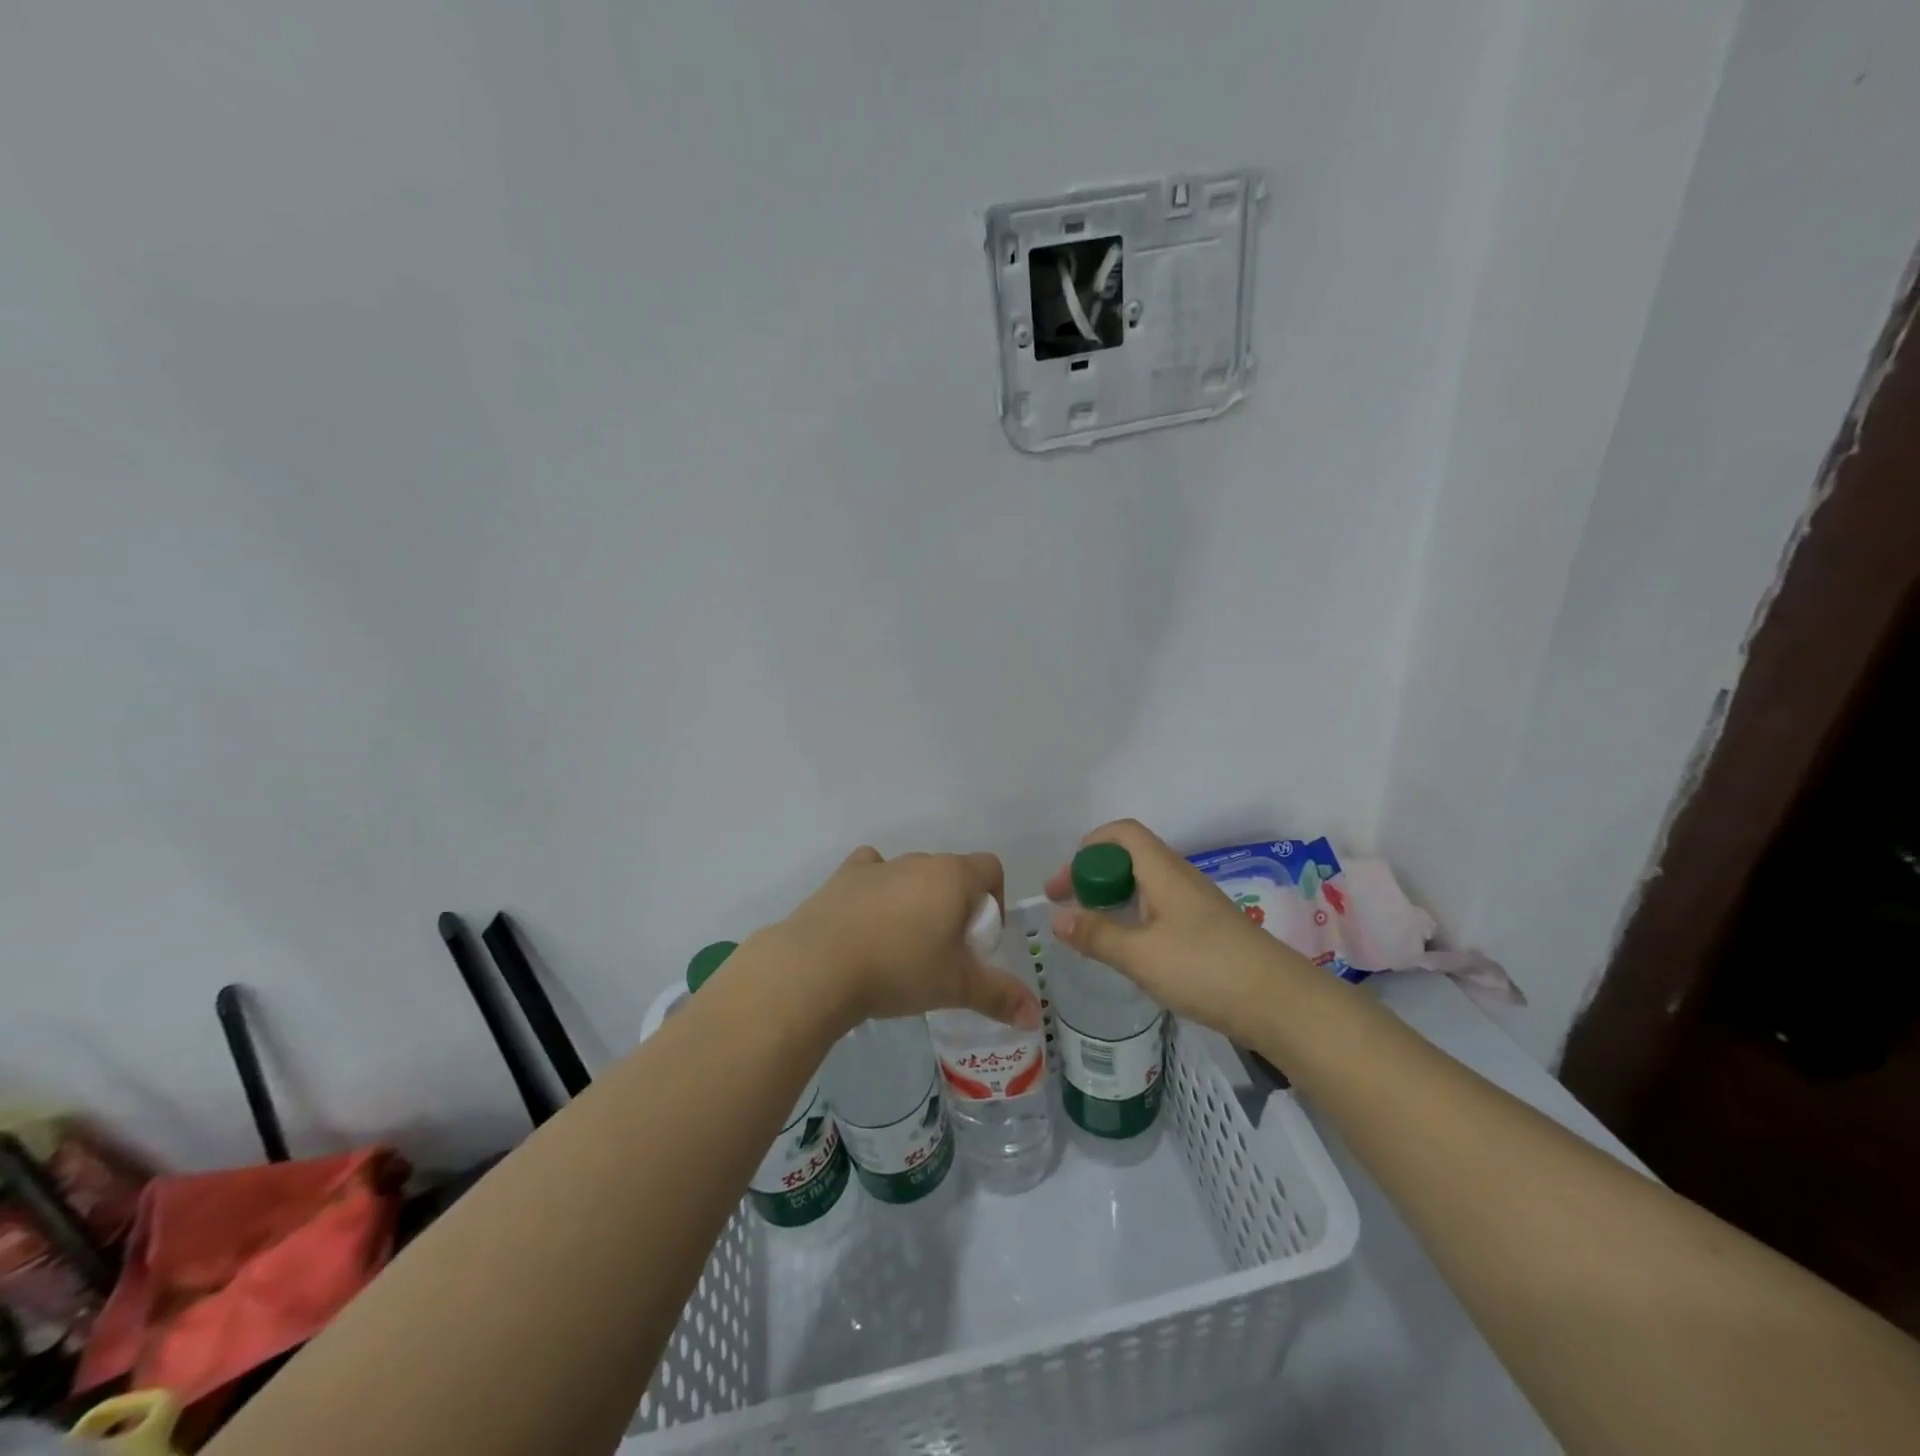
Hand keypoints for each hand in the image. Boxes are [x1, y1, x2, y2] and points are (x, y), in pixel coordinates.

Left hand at [773, 847, 1040, 1030]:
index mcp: (953, 876)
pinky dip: (876, 889)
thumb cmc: (900, 969)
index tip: (981, 940)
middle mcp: (918, 861)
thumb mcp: (956, 987)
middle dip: (955, 906)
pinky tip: (867, 920)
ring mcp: (878, 866)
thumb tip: (1035, 1016)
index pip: (990, 868)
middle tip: (945, 952)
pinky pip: (870, 872)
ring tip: (903, 945)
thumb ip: (1000, 996)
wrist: (819, 966)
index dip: (994, 900)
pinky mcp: (843, 877)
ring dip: (916, 899)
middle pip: (950, 874)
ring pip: (910, 875)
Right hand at [1045, 819, 1322, 1035]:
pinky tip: (1130, 951)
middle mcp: (1179, 878)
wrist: (1281, 1003)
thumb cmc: (1205, 968)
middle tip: (1069, 910)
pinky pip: (1160, 910)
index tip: (1064, 884)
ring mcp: (1196, 904)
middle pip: (1129, 858)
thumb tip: (1058, 919)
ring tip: (1092, 931)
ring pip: (1145, 886)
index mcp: (1162, 870)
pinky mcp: (1207, 931)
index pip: (1121, 833)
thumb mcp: (1140, 955)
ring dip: (1114, 900)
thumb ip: (1096, 935)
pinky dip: (1134, 920)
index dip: (1088, 848)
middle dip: (1094, 877)